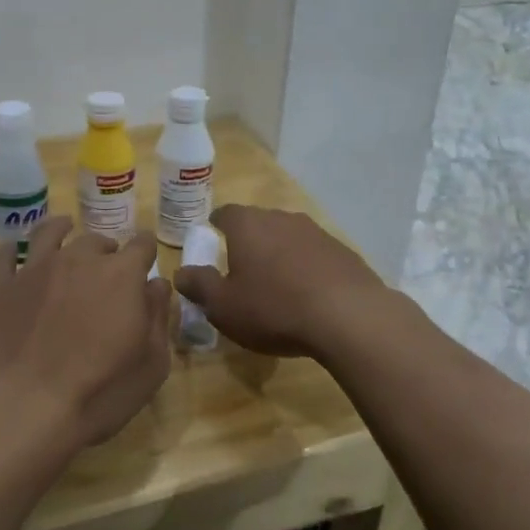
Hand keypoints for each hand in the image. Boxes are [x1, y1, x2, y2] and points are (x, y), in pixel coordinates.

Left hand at [0, 218, 171, 446]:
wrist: (23, 407)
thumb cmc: (99, 391)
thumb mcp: (151, 364)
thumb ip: (159, 317)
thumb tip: (157, 285)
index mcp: (121, 275)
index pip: (142, 245)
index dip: (146, 251)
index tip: (146, 260)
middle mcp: (79, 260)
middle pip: (97, 241)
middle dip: (107, 251)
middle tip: (107, 270)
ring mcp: (35, 269)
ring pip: (49, 233)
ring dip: (61, 229)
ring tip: (64, 229)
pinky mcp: (0, 287)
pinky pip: (5, 255)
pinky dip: (12, 249)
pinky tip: (14, 251)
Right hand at [172, 205, 388, 358]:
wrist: (348, 316)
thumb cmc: (273, 308)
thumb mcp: (224, 306)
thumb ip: (200, 286)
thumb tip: (181, 272)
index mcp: (248, 225)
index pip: (225, 213)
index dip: (215, 225)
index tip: (211, 237)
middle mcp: (281, 218)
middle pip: (258, 223)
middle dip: (248, 241)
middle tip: (241, 267)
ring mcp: (316, 232)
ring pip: (288, 237)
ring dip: (279, 254)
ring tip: (275, 284)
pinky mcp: (342, 251)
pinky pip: (314, 255)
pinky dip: (306, 268)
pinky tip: (308, 294)